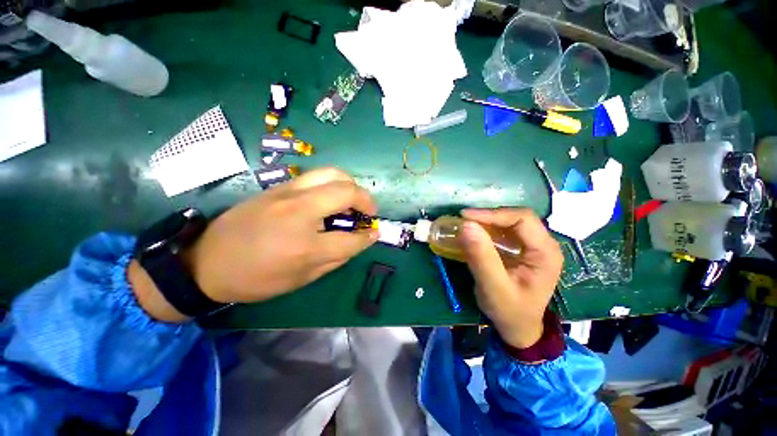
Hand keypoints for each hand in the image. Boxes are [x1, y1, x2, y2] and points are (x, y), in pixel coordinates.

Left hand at [130, 168, 377, 321]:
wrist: (206, 261)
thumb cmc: (256, 278)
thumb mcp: (301, 279)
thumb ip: (336, 257)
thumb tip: (360, 241)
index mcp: (305, 246)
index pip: (351, 238)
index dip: (368, 237)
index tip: (374, 233)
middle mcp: (299, 212)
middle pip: (347, 192)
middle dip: (366, 200)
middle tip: (368, 212)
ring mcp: (287, 193)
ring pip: (332, 173)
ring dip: (350, 185)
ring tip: (352, 199)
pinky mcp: (278, 187)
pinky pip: (315, 176)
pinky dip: (332, 183)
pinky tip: (330, 197)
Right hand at [460, 208, 562, 348]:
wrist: (519, 328)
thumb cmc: (509, 311)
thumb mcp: (493, 287)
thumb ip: (481, 257)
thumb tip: (466, 225)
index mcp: (546, 253)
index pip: (522, 219)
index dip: (493, 214)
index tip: (465, 217)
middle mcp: (544, 245)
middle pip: (517, 218)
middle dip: (489, 216)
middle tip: (464, 220)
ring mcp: (535, 247)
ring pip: (511, 222)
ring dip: (487, 221)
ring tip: (466, 224)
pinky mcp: (523, 250)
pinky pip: (506, 232)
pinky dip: (488, 229)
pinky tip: (475, 234)